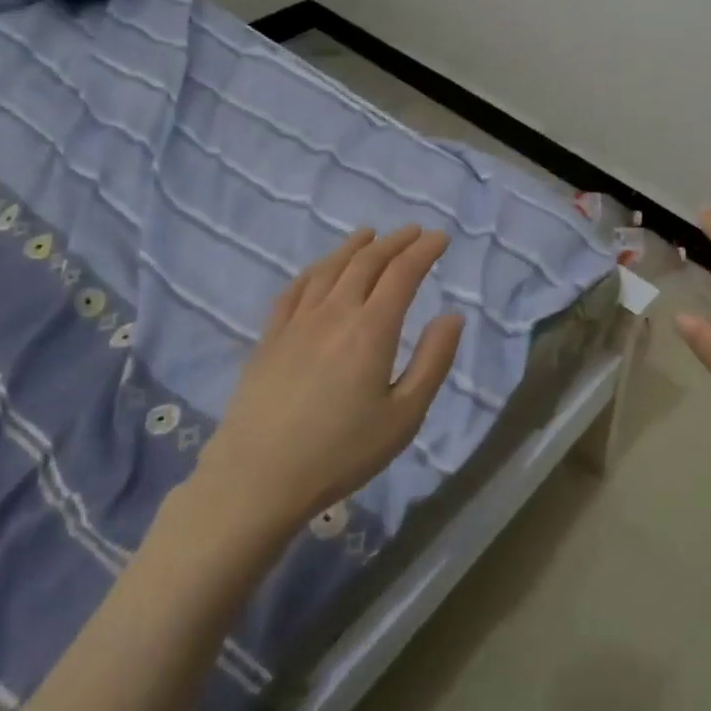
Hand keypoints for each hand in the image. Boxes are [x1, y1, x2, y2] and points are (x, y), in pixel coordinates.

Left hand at [190, 226, 463, 540]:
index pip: (403, 273)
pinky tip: (320, 269)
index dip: (423, 251)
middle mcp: (334, 313)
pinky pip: (294, 289)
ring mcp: (297, 322)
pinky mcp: (269, 337)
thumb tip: (452, 316)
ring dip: (354, 247)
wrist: (257, 478)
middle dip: (394, 242)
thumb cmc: (341, 452)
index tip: (440, 238)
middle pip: (366, 262)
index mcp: (371, 330)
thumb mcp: (404, 416)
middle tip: (413, 232)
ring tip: (370, 235)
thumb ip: (433, 361)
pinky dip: (314, 270)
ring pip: (329, 268)